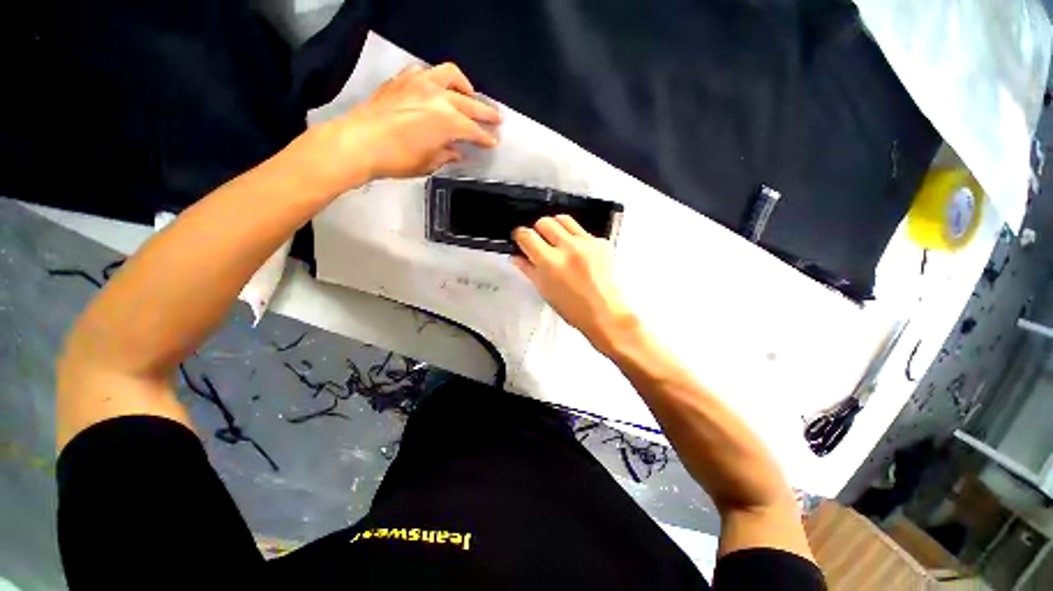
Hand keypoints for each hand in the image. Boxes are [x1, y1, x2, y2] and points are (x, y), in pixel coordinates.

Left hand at [325, 63, 500, 183]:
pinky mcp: (402, 79)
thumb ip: (447, 155)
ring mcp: (420, 83)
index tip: (493, 143)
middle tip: (497, 118)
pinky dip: (436, 80)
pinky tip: (436, 90)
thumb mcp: (428, 163)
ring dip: (464, 86)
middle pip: (470, 103)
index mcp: (448, 122)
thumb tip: (457, 152)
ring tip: (469, 95)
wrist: (359, 142)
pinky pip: (425, 73)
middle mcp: (438, 97)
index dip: (485, 138)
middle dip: (486, 112)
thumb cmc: (397, 159)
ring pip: (450, 75)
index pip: (474, 130)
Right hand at [513, 215, 634, 350]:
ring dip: (556, 227)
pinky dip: (575, 237)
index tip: (522, 240)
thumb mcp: (544, 290)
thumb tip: (516, 256)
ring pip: (563, 219)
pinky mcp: (601, 242)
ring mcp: (587, 243)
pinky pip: (582, 230)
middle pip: (544, 222)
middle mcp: (568, 248)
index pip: (526, 235)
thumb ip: (528, 269)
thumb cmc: (573, 308)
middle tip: (540, 242)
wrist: (604, 312)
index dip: (520, 236)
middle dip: (537, 230)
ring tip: (557, 241)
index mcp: (550, 263)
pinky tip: (577, 252)